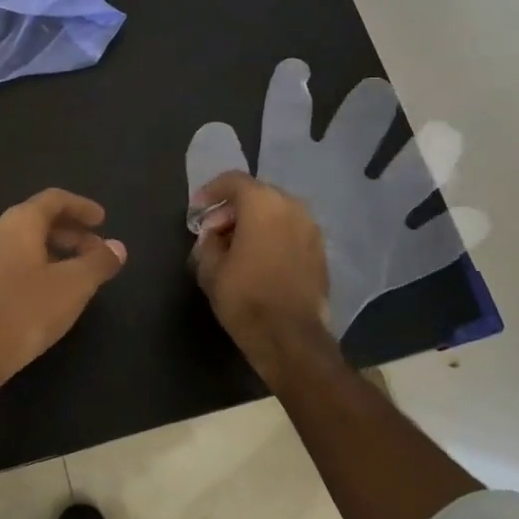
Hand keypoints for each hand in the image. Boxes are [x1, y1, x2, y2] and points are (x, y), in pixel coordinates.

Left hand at [0, 189, 126, 387]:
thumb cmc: (27, 310)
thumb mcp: (74, 285)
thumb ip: (99, 261)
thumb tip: (118, 247)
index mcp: (19, 222)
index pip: (54, 199)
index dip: (82, 206)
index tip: (103, 220)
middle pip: (39, 220)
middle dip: (72, 232)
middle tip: (97, 251)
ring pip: (25, 242)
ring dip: (56, 250)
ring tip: (79, 272)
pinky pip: (13, 261)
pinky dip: (38, 265)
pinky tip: (51, 291)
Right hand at [190, 172, 331, 362]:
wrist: (291, 337)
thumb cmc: (245, 298)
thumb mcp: (210, 269)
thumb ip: (208, 242)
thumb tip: (214, 235)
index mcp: (262, 204)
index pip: (233, 181)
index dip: (211, 191)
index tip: (197, 209)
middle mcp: (292, 207)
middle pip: (257, 194)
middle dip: (233, 208)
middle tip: (214, 230)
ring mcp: (311, 229)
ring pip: (276, 212)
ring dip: (255, 222)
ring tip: (235, 246)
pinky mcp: (320, 251)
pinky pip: (291, 231)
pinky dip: (273, 236)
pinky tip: (259, 259)